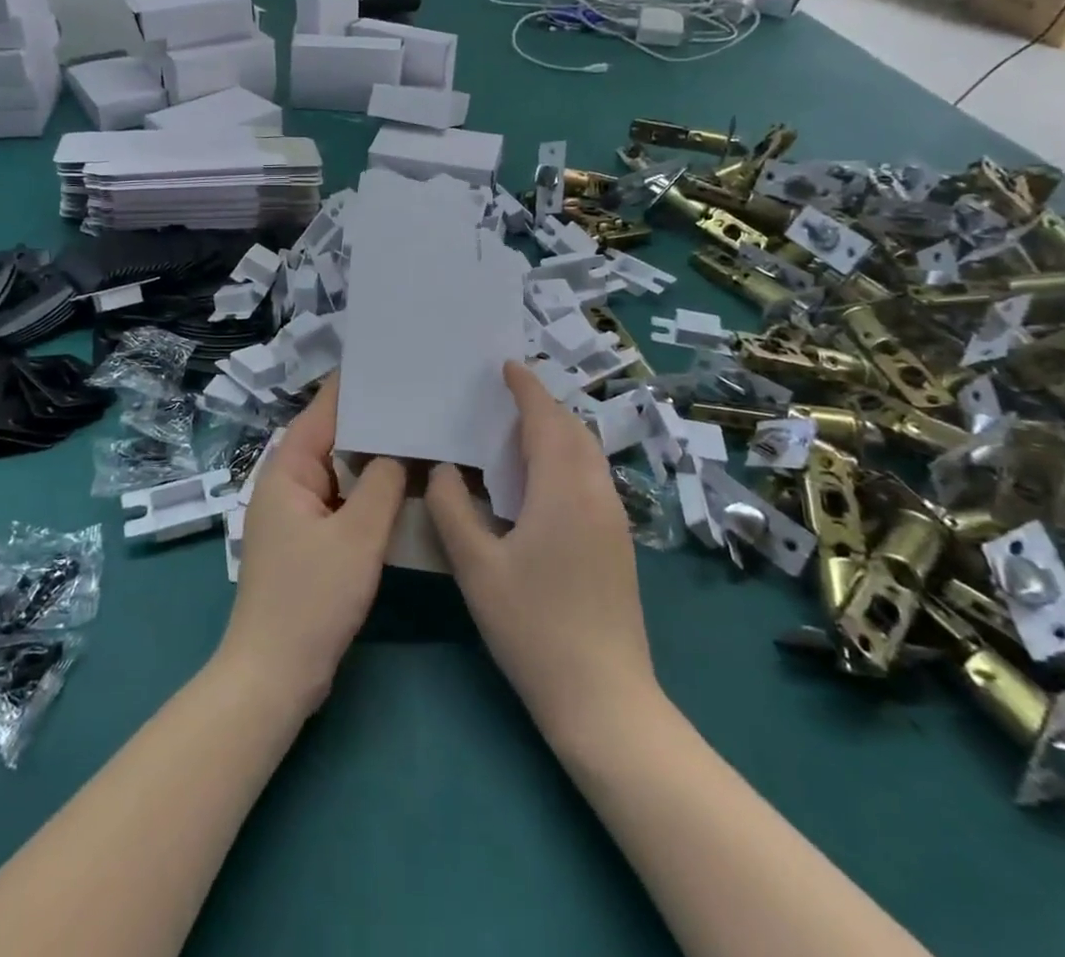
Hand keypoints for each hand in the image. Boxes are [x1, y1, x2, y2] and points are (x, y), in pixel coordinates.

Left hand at [217, 377, 405, 715]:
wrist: (275, 675)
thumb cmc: (310, 599)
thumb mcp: (356, 537)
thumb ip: (381, 484)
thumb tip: (400, 449)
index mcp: (287, 469)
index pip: (324, 410)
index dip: (356, 384)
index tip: (393, 360)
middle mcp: (289, 482)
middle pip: (334, 436)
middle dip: (374, 418)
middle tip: (421, 394)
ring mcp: (300, 512)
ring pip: (343, 469)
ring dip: (376, 455)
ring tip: (422, 429)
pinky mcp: (313, 539)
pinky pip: (345, 498)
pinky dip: (371, 488)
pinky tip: (406, 483)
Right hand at [425, 361, 655, 741]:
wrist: (604, 698)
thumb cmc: (533, 627)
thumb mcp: (476, 568)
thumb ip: (453, 509)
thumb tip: (445, 469)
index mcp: (563, 490)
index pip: (546, 419)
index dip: (526, 388)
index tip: (506, 365)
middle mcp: (596, 493)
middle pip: (573, 430)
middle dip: (543, 405)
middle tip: (504, 397)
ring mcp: (614, 519)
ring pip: (587, 454)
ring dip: (557, 431)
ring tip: (518, 433)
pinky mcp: (619, 542)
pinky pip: (591, 477)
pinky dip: (566, 458)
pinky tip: (539, 482)